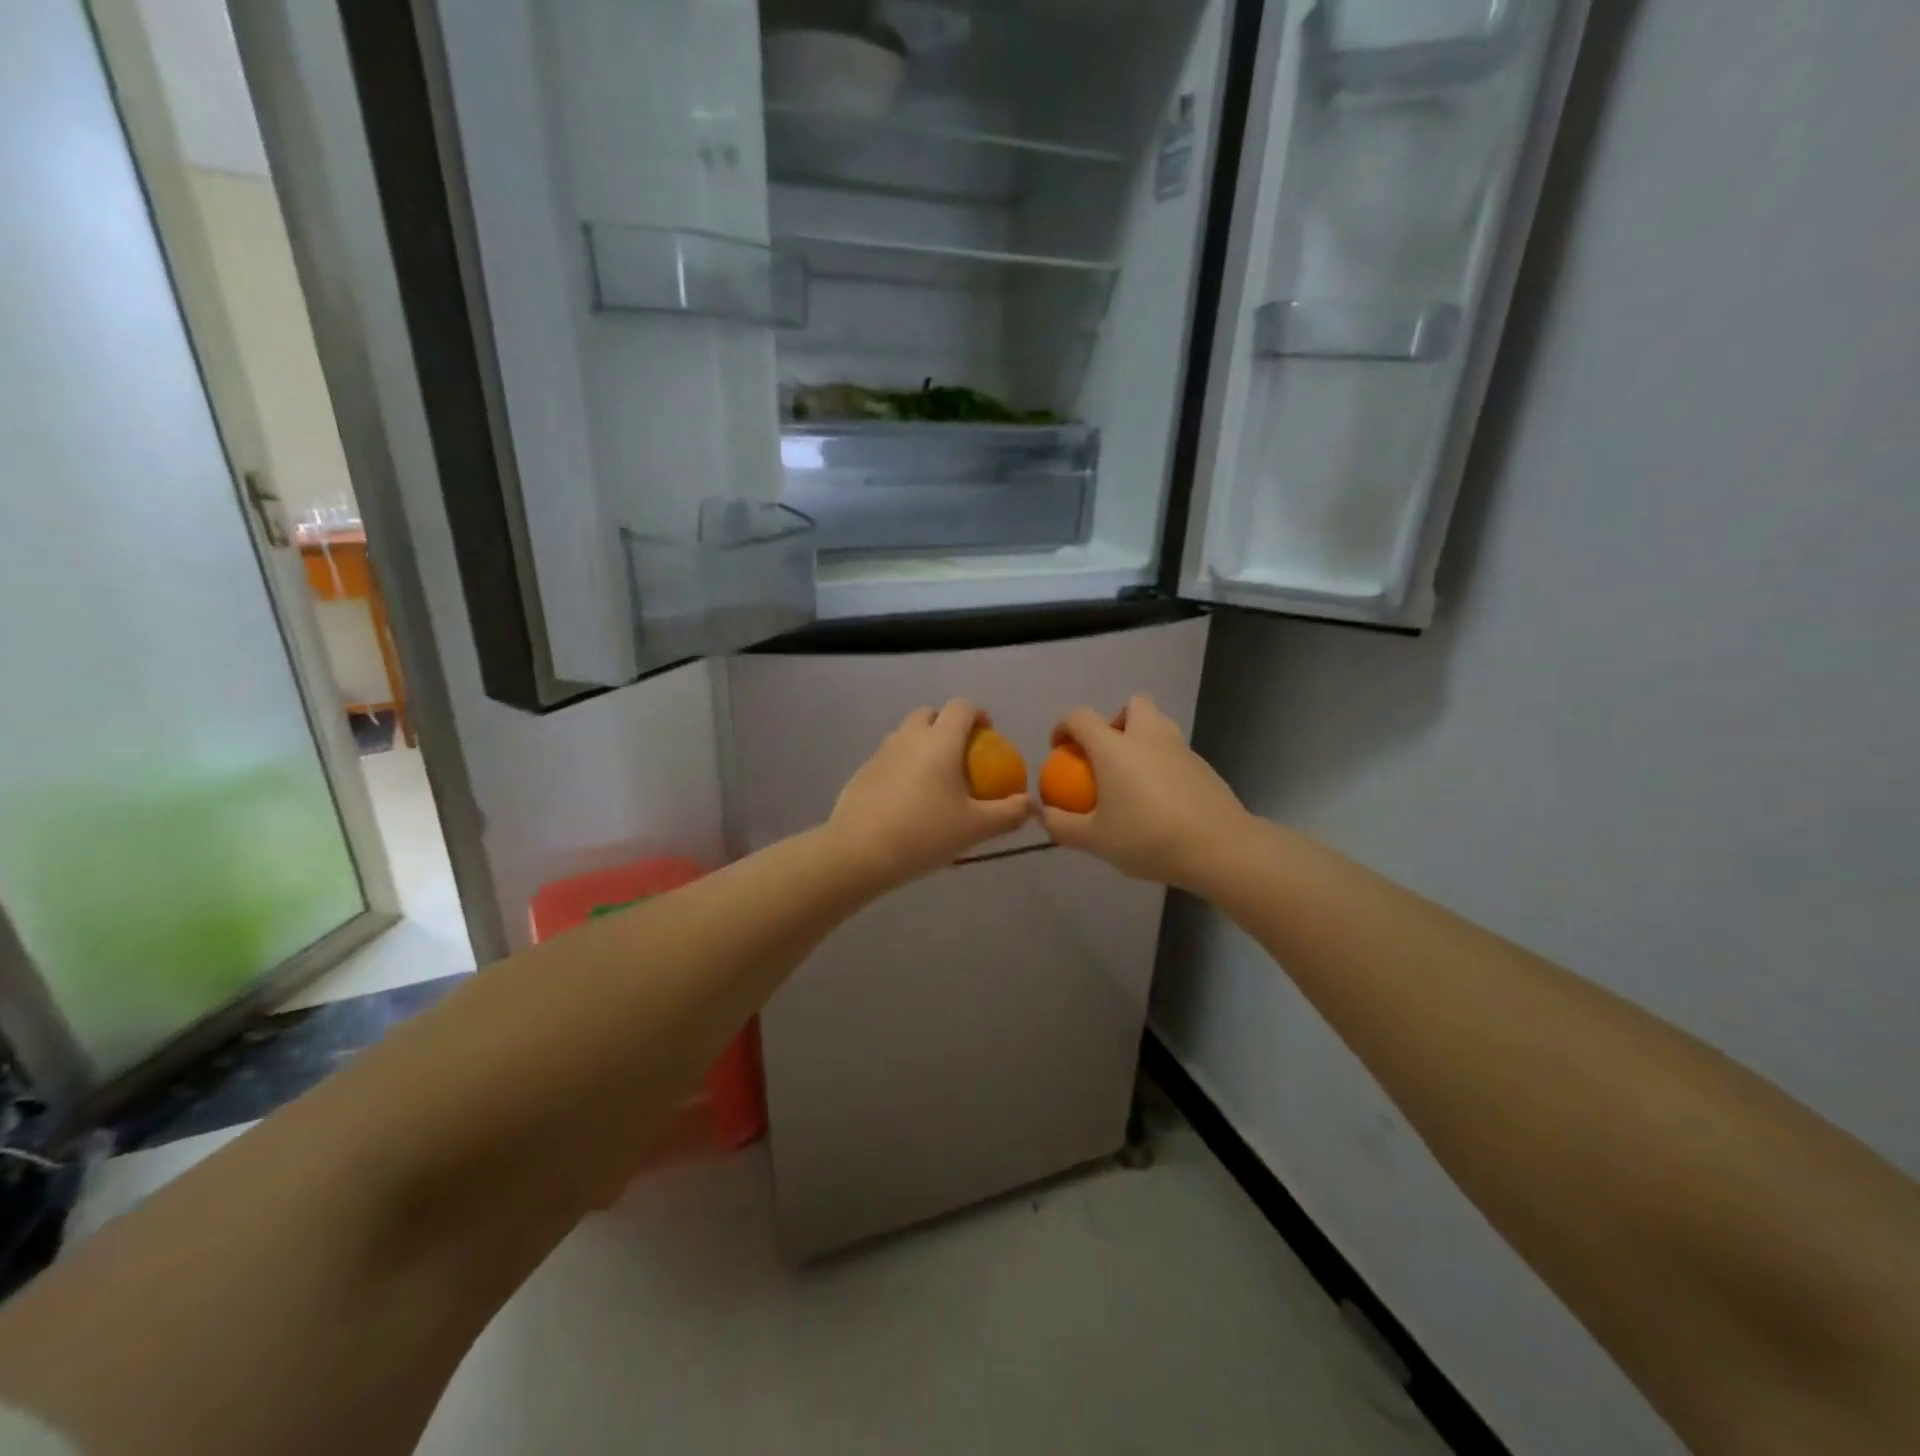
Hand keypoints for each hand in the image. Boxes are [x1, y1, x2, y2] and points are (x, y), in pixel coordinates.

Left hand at [827, 699, 1030, 889]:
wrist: (859, 852)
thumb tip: (1031, 804)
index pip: (962, 707)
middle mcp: (909, 736)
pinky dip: (903, 766)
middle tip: (961, 756)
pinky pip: (889, 758)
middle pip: (930, 714)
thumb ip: (1008, 813)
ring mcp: (881, 752)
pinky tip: (907, 801)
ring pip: (906, 735)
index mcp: (940, 740)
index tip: (988, 736)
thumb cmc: (924, 834)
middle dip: (947, 725)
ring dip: (923, 745)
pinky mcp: (862, 772)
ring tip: (935, 780)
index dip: (978, 715)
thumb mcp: (975, 828)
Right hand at [1040, 695, 1251, 889]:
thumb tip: (1040, 812)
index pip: (1080, 717)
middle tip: (1107, 755)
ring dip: (1142, 738)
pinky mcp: (1204, 766)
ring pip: (1159, 724)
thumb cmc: (1148, 838)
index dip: (1063, 727)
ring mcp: (1181, 748)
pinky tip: (1161, 800)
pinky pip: (1176, 752)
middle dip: (1115, 721)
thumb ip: (1061, 825)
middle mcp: (1148, 737)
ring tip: (1132, 778)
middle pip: (1132, 705)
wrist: (1219, 848)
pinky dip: (1163, 763)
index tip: (1060, 751)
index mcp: (1114, 748)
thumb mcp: (1095, 840)